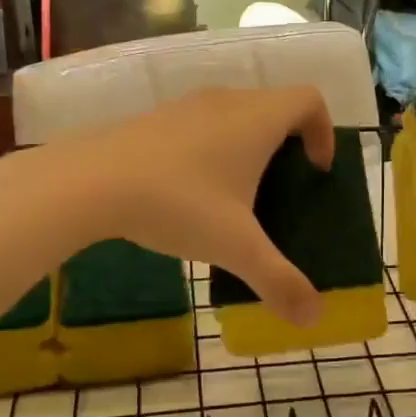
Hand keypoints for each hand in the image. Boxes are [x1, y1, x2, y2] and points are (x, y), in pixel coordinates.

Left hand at [0, 86, 335, 325]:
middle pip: (274, 105)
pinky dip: (211, 147)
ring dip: (246, 145)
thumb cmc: (178, 204)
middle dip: (287, 143)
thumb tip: (314, 317)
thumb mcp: (235, 247)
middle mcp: (227, 100)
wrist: (90, 181)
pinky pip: (199, 124)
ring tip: (236, 194)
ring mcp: (186, 105)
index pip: (310, 99)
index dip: (324, 130)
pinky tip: (189, 191)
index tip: (316, 171)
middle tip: (281, 188)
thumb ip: (279, 280)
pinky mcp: (155, 118)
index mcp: (257, 118)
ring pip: (234, 113)